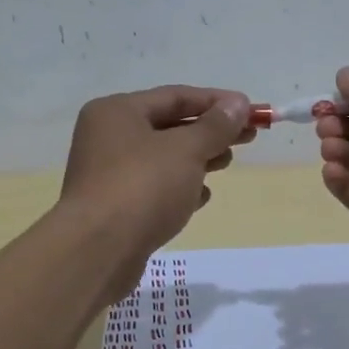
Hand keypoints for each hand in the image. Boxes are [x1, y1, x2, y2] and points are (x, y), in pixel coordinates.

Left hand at [60, 85, 254, 295]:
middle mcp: (107, 137)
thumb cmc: (142, 187)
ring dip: (197, 159)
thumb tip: (238, 103)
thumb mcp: (186, 150)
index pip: (175, 96)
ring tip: (226, 163)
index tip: (251, 110)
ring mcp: (108, 174)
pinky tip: (201, 197)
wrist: (97, 252)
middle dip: (210, 131)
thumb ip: (215, 126)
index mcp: (117, 112)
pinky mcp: (115, 207)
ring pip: (163, 158)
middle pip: (169, 126)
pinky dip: (179, 187)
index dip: (216, 102)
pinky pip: (154, 187)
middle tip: (248, 137)